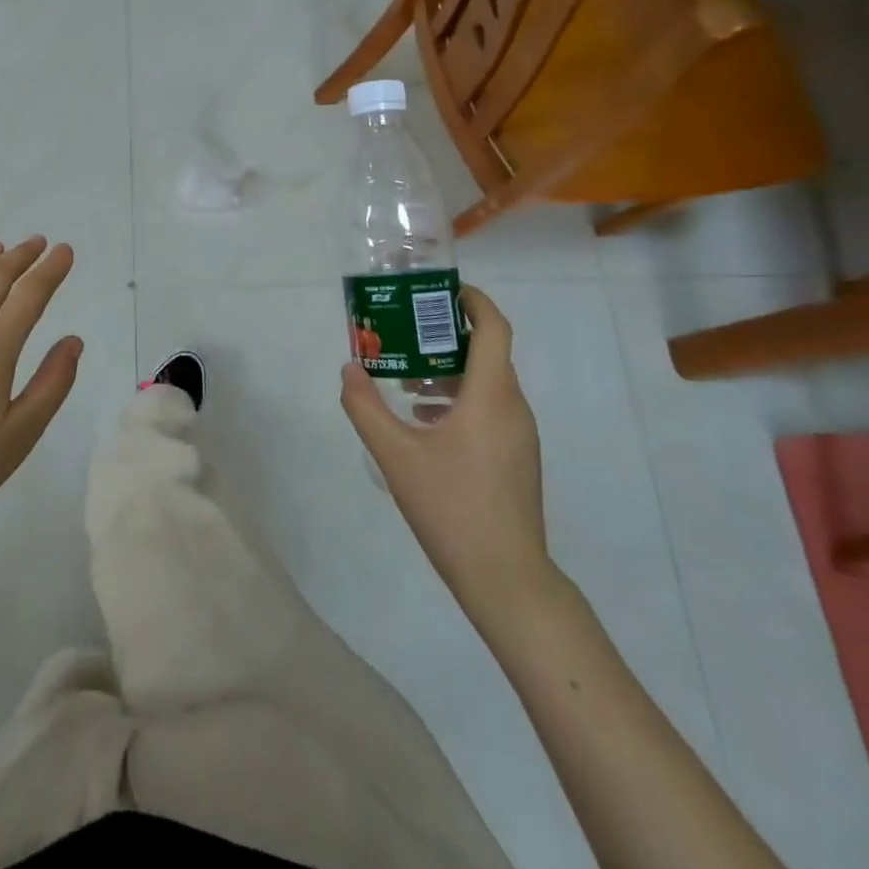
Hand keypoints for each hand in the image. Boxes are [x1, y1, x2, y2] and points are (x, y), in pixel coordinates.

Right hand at [341, 287, 552, 623]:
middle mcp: (513, 408)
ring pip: (487, 384)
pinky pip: (489, 409)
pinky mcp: (517, 458)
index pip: (493, 329)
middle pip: (486, 353)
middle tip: (402, 333)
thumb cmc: (451, 508)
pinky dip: (458, 399)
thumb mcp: (395, 455)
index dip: (472, 301)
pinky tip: (423, 422)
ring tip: (404, 380)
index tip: (440, 290)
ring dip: (448, 371)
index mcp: (491, 396)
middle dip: (444, 336)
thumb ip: (364, 406)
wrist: (506, 578)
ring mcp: (520, 436)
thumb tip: (349, 368)